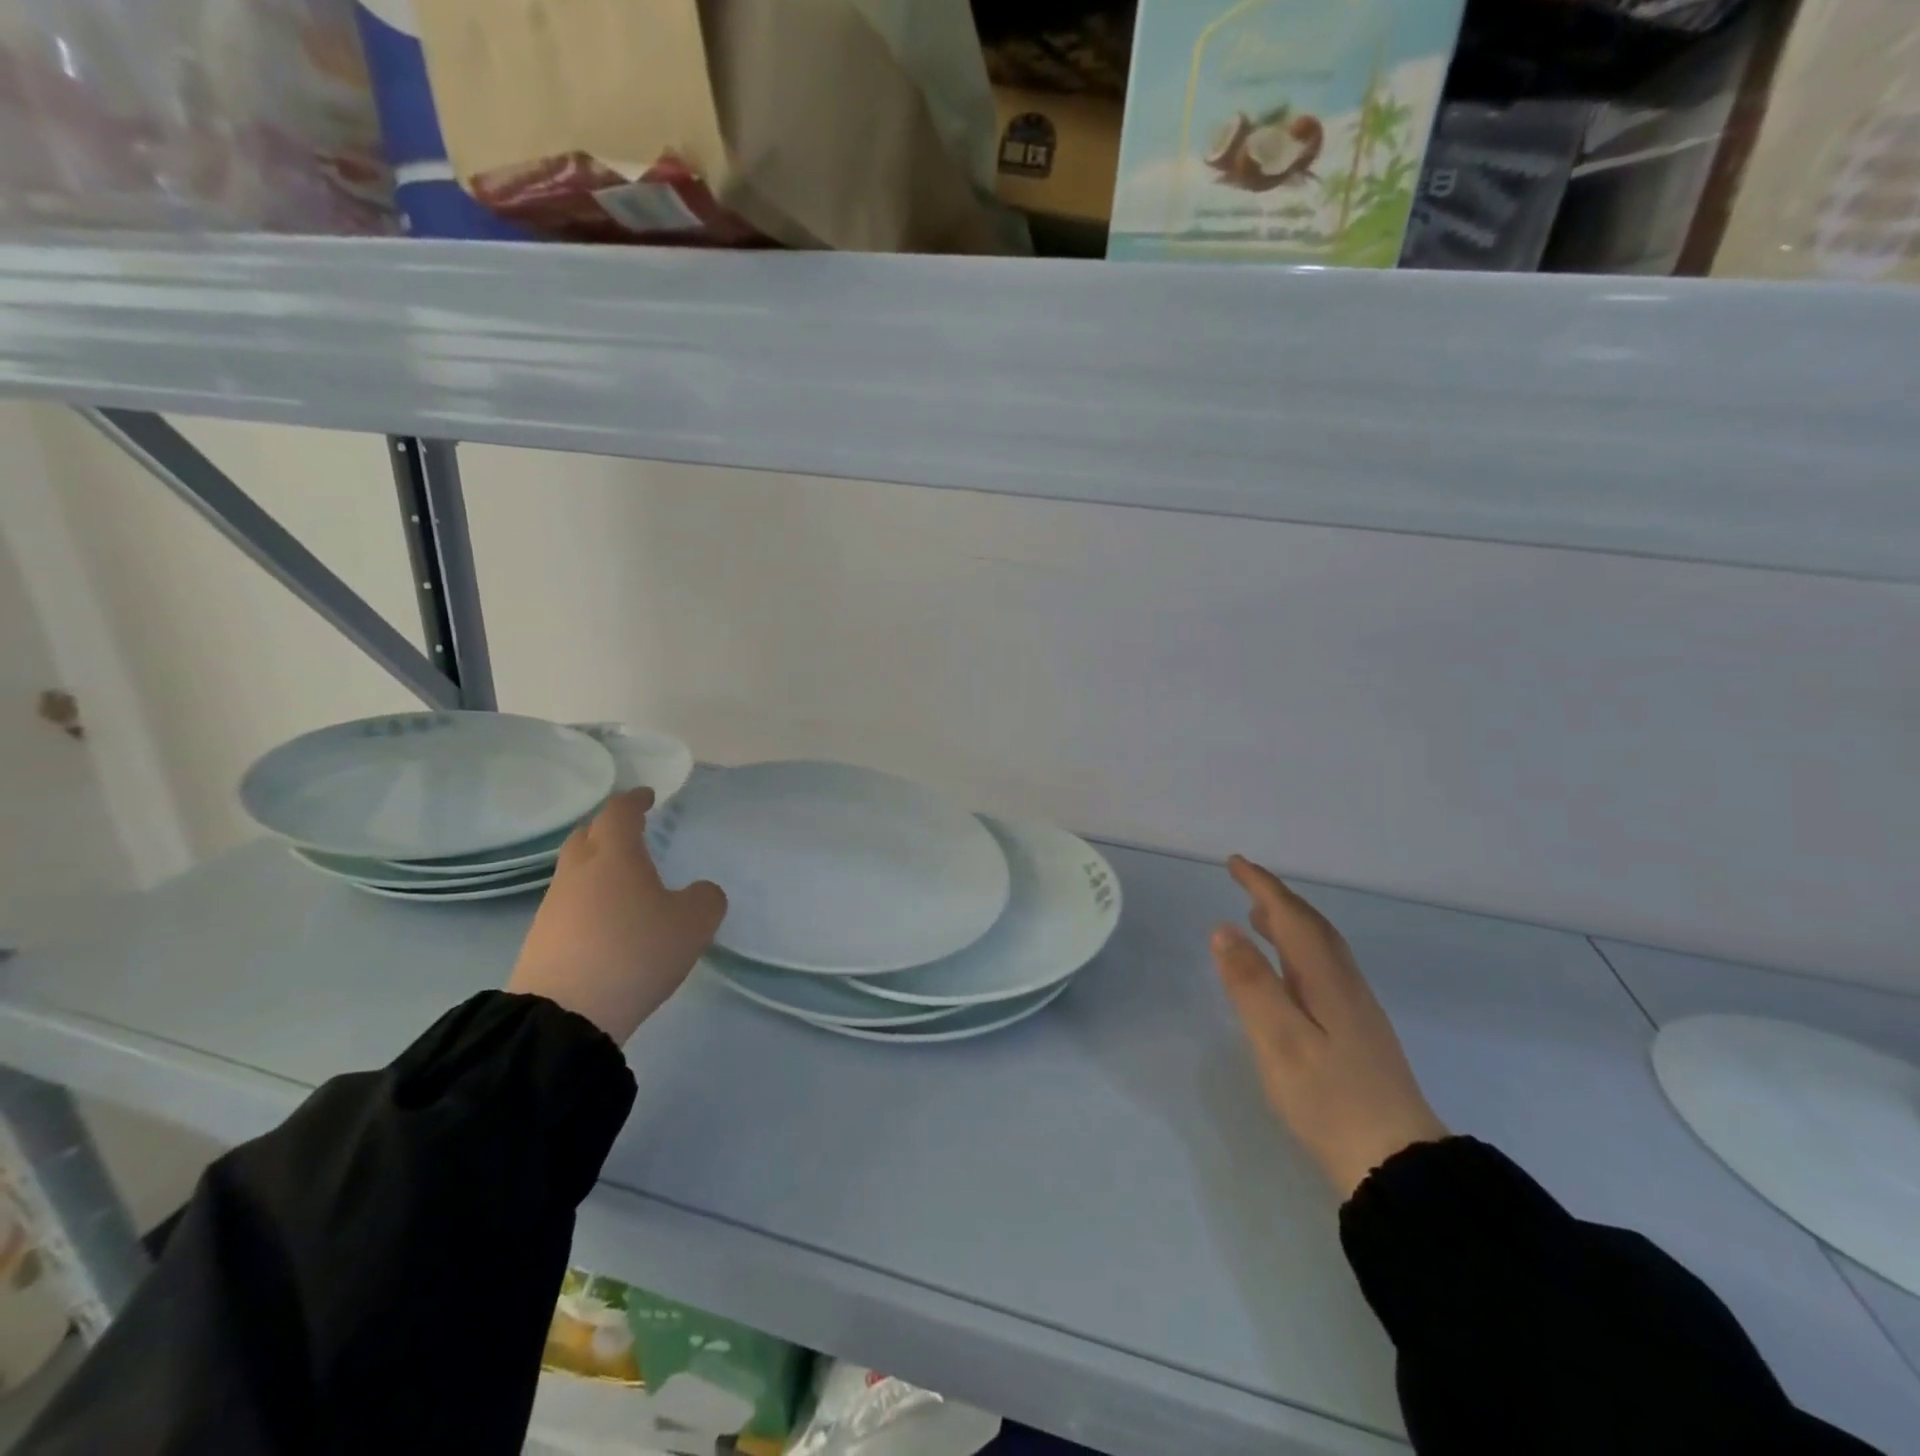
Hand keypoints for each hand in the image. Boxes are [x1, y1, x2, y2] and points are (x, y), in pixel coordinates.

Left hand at [508, 789, 726, 1043]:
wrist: (565, 1015)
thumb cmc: (635, 952)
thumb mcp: (694, 924)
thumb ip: (706, 898)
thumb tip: (699, 892)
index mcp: (615, 855)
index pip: (620, 812)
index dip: (635, 800)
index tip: (648, 796)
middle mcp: (579, 871)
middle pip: (587, 835)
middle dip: (608, 828)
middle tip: (632, 834)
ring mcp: (554, 905)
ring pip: (575, 871)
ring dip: (597, 868)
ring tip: (625, 882)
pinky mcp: (541, 939)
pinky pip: (569, 904)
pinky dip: (589, 900)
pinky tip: (607, 921)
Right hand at [1212, 856, 1447, 1199]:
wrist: (1398, 1163)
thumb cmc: (1329, 1099)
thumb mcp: (1279, 1041)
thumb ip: (1251, 984)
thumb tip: (1224, 929)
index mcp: (1326, 979)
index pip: (1291, 917)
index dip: (1263, 886)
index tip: (1235, 862)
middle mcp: (1345, 984)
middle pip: (1311, 927)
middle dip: (1277, 898)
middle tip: (1244, 881)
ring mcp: (1356, 1009)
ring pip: (1320, 948)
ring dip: (1289, 923)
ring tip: (1257, 917)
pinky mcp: (1357, 1032)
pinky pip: (1323, 968)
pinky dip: (1298, 951)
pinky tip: (1287, 972)